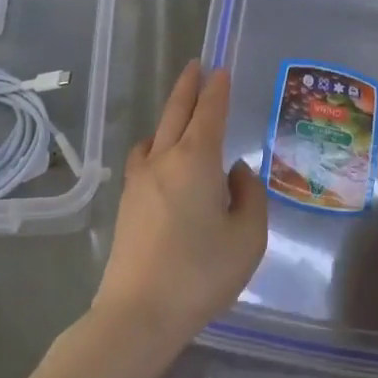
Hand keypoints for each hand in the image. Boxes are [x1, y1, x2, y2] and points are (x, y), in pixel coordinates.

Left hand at [94, 61, 267, 353]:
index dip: (217, 90)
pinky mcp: (127, 201)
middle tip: (196, 65)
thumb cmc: (201, 272)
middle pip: (176, 112)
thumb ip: (249, 196)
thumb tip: (236, 171)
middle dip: (188, 86)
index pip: (209, 112)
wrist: (139, 311)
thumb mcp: (247, 237)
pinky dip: (156, 143)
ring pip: (156, 133)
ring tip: (182, 110)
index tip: (220, 70)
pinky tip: (160, 156)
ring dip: (170, 114)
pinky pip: (143, 156)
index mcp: (196, 159)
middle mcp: (164, 158)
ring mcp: (139, 179)